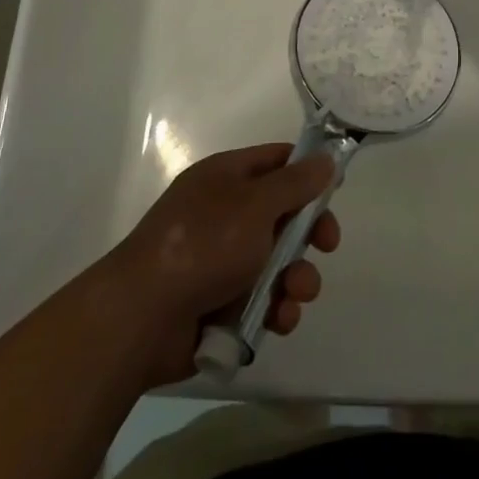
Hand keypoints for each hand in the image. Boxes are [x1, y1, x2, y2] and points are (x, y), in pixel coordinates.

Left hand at [103, 144, 340, 387]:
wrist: (143, 318)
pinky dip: (275, 309)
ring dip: (297, 278)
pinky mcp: (221, 304)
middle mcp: (225, 213)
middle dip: (309, 234)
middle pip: (283, 214)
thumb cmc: (203, 245)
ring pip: (278, 263)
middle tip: (326, 246)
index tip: (335, 190)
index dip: (308, 172)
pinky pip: (262, 301)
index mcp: (226, 177)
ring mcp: (222, 260)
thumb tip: (325, 159)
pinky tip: (278, 320)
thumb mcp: (256, 203)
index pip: (277, 161)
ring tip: (295, 294)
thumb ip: (295, 183)